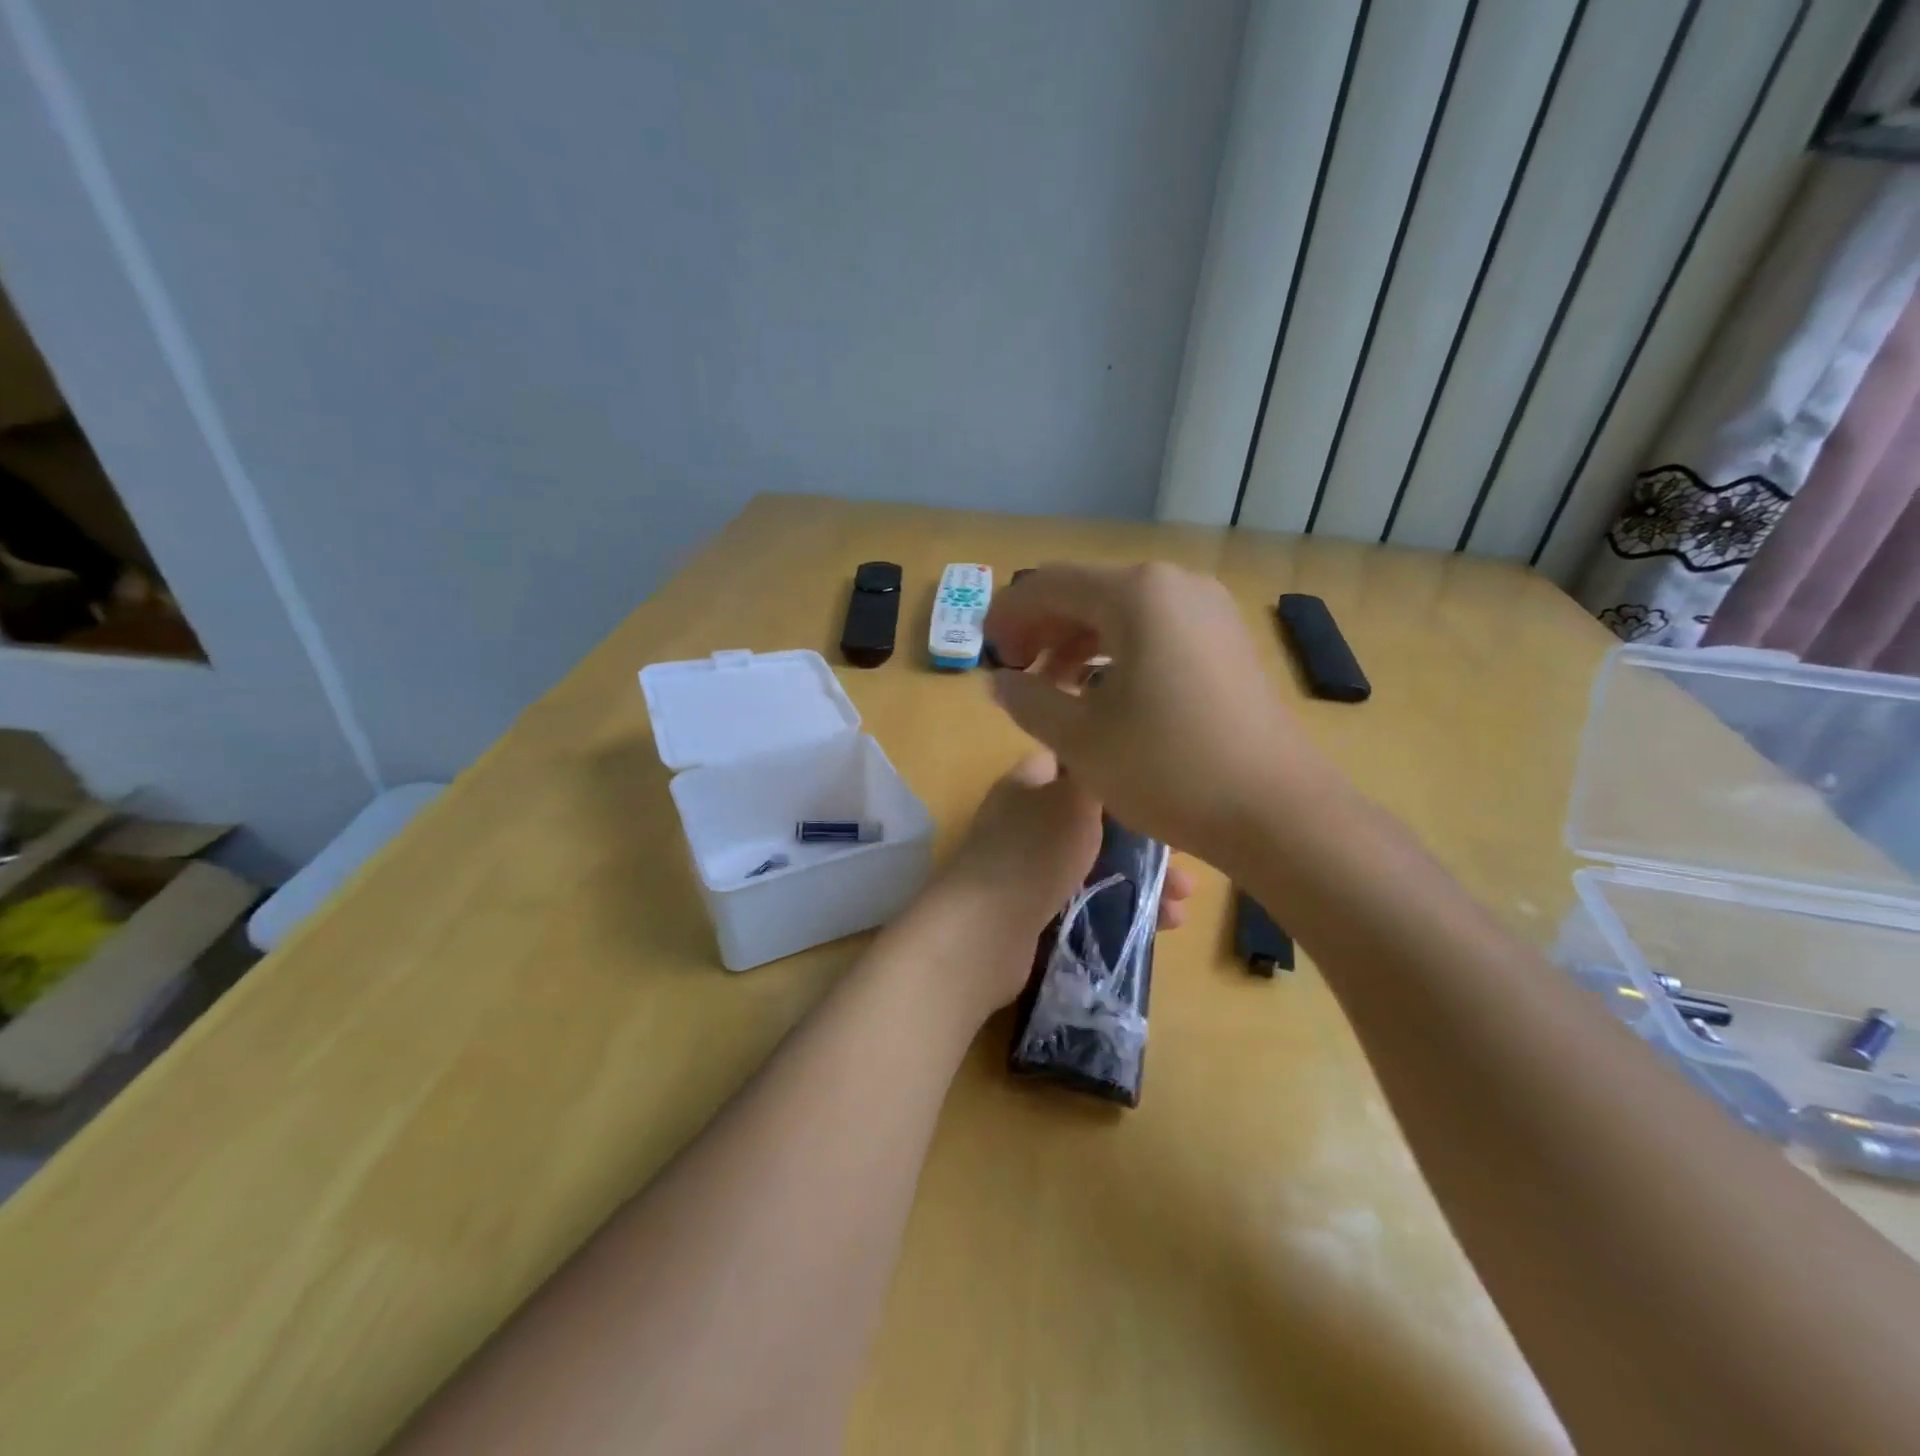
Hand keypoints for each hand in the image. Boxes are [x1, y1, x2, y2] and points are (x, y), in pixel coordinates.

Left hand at [934, 752, 1193, 1012]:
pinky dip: (1123, 909)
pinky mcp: (1036, 912)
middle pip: (1094, 821)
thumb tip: (1110, 760)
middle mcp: (1026, 822)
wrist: (984, 933)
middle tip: (1185, 859)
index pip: (1073, 763)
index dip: (1114, 769)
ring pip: (1097, 865)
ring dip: (1142, 880)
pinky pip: (1089, 902)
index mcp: (1027, 785)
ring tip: (1182, 904)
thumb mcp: (1074, 798)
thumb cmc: (1034, 852)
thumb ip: (1097, 776)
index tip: (1157, 786)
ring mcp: (1029, 869)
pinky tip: (1160, 925)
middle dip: (1142, 839)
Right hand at [983, 562, 1339, 869]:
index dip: (1007, 615)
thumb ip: (1028, 700)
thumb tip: (1000, 681)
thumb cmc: (1167, 769)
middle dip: (1043, 630)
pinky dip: (1117, 654)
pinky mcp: (1226, 642)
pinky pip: (1155, 631)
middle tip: (1015, 675)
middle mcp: (1175, 585)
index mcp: (1136, 594)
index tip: (985, 653)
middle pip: (1087, 593)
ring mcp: (1208, 611)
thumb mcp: (1079, 738)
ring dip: (1078, 644)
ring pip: (1122, 613)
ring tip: (1053, 689)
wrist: (1275, 811)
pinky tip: (1102, 694)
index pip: (1049, 585)